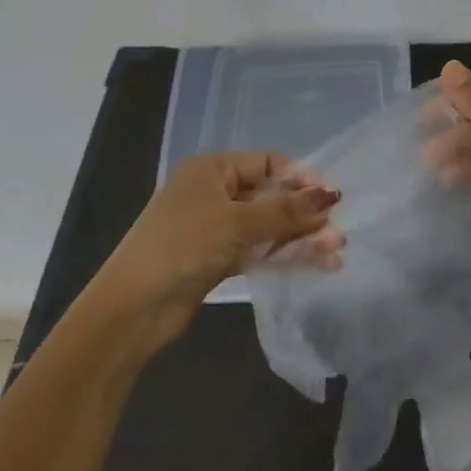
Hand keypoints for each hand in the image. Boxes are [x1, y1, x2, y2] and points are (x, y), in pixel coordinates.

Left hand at [93, 154, 344, 351]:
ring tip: (335, 253)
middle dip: (304, 215)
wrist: (133, 307)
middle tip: (337, 233)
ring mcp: (215, 228)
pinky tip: (316, 265)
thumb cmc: (184, 245)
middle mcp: (214, 192)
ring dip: (299, 238)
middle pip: (270, 197)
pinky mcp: (216, 259)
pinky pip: (258, 250)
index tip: (331, 199)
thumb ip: (286, 210)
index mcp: (212, 169)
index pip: (268, 163)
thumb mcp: (237, 222)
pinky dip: (283, 256)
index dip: (301, 179)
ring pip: (267, 227)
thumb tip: (331, 194)